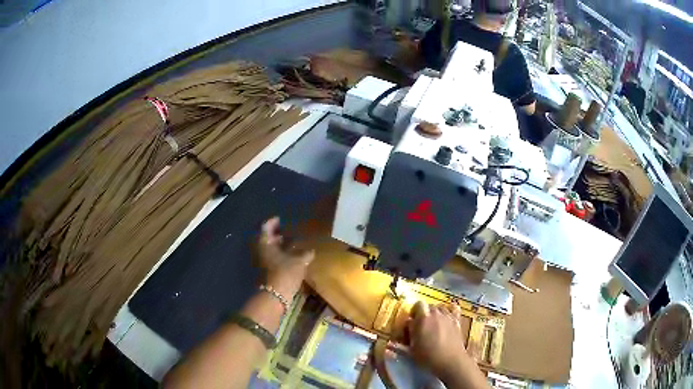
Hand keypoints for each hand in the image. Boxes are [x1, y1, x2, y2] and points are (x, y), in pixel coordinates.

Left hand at [257, 217, 314, 297]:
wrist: (275, 296)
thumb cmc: (285, 273)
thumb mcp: (299, 262)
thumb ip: (305, 254)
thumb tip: (311, 250)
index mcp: (265, 243)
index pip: (266, 227)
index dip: (273, 222)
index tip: (280, 219)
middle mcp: (260, 250)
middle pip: (266, 239)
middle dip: (276, 235)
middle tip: (288, 232)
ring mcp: (261, 262)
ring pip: (269, 249)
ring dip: (278, 246)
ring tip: (292, 244)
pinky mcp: (265, 271)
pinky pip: (271, 258)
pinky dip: (279, 255)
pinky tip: (291, 257)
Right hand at [407, 301, 473, 381]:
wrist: (450, 361)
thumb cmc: (428, 356)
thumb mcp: (412, 348)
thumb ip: (409, 333)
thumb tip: (407, 324)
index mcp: (423, 318)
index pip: (418, 304)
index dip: (414, 311)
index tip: (412, 321)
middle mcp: (436, 313)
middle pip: (429, 306)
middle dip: (425, 313)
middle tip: (422, 325)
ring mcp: (448, 316)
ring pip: (441, 307)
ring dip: (436, 313)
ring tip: (434, 323)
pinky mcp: (457, 320)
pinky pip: (454, 309)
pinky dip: (450, 310)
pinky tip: (447, 317)